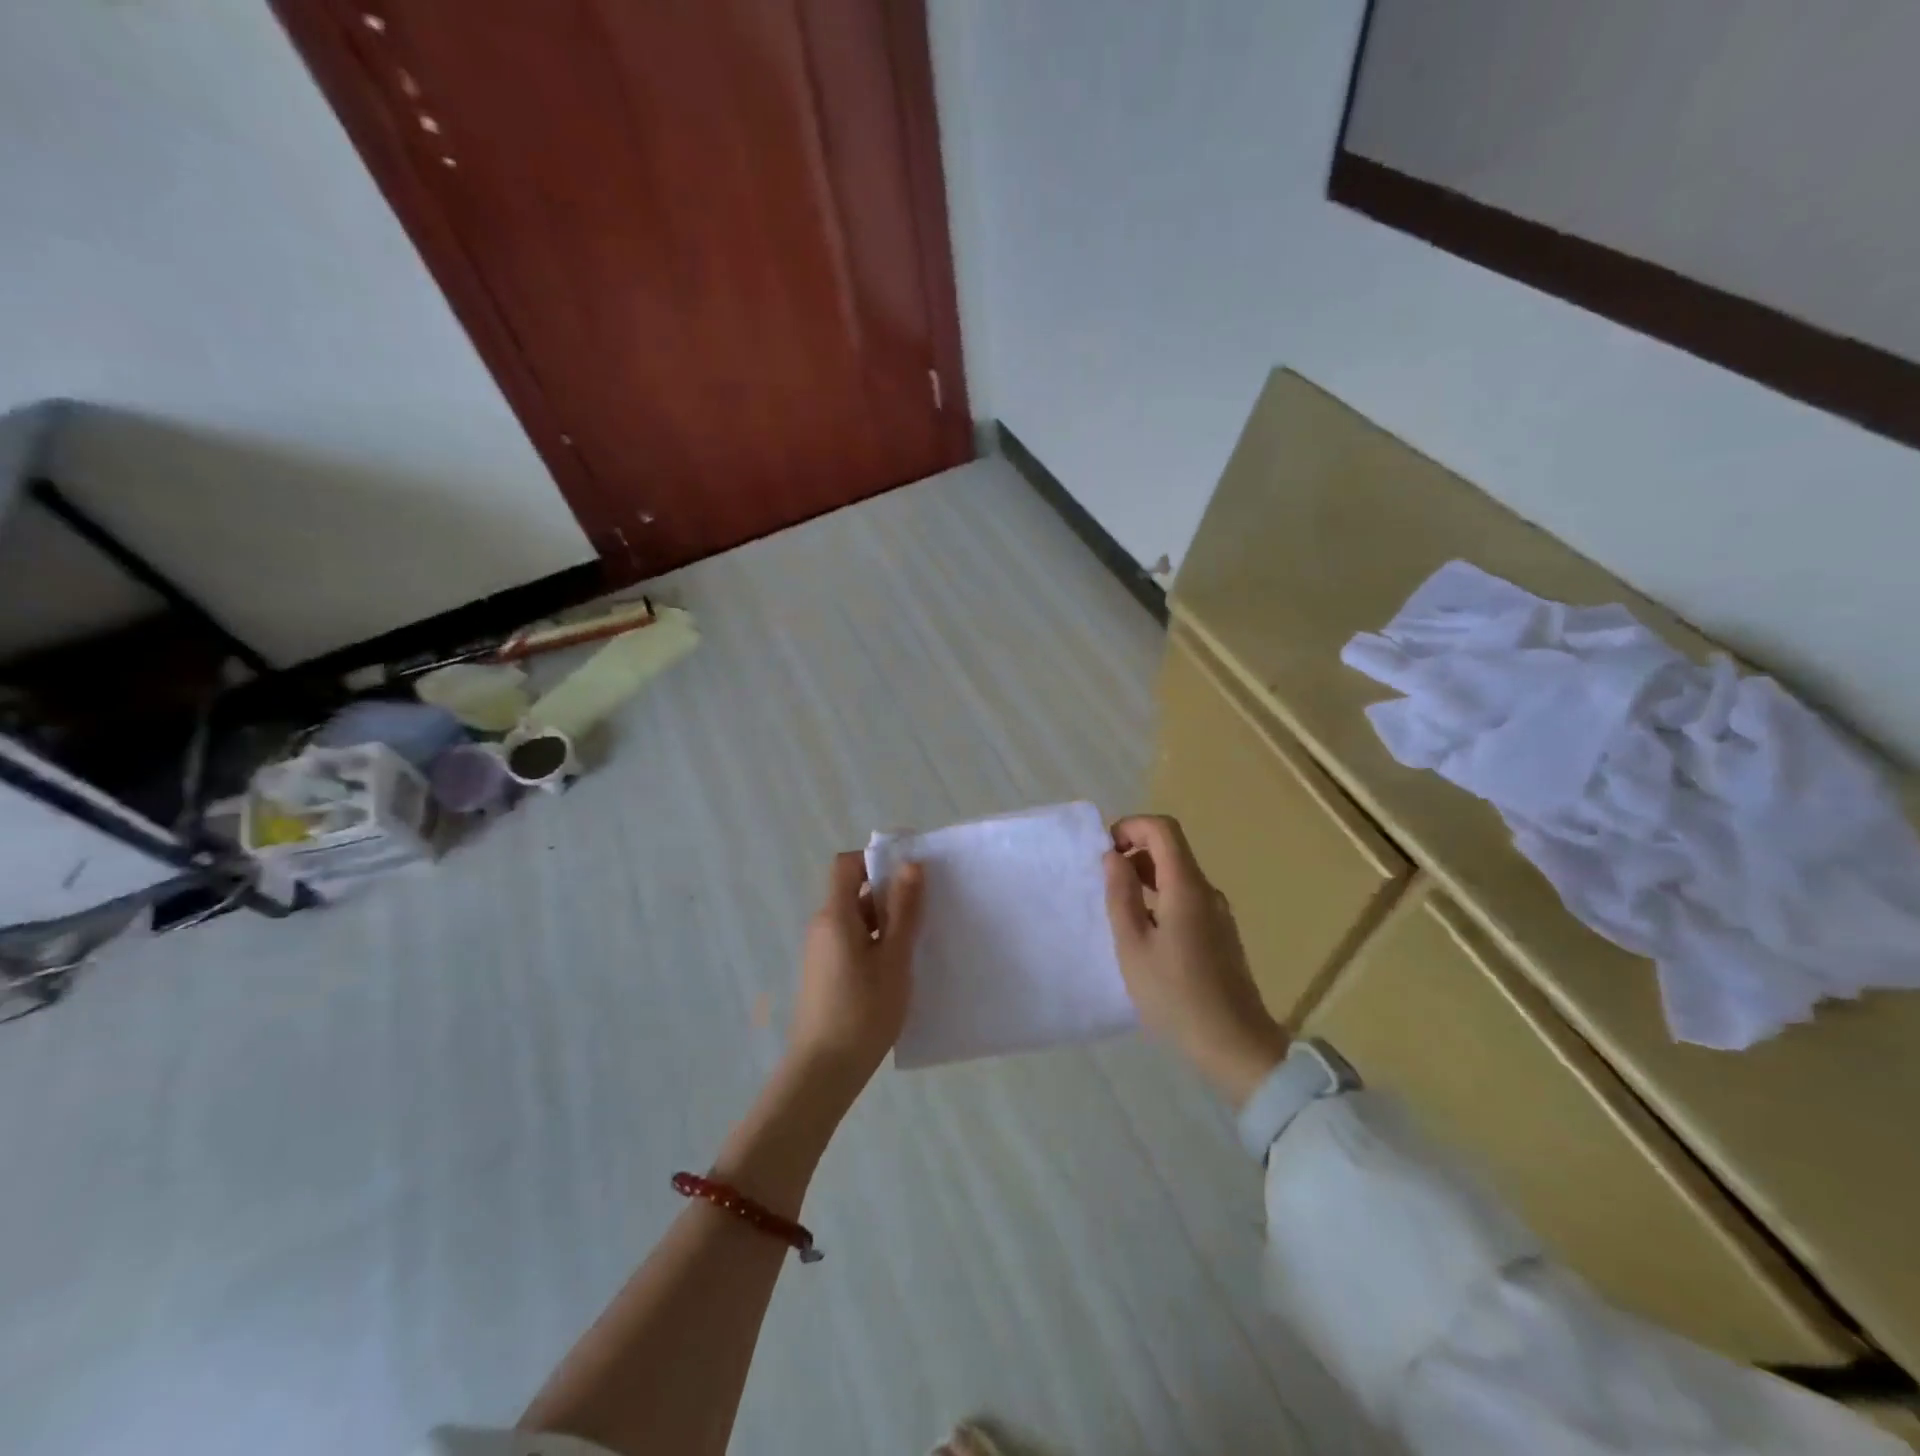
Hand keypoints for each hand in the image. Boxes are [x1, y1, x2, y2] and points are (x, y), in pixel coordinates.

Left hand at [786, 851, 924, 1101]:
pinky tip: (899, 967)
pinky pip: (853, 941)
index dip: (876, 859)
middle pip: (855, 892)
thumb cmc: (863, 1011)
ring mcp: (822, 951)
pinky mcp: (826, 972)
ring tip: (920, 940)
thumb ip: (904, 910)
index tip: (910, 871)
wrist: (824, 1072)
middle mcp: (823, 926)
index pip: (847, 864)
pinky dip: (876, 942)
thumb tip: (910, 864)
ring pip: (858, 919)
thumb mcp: (894, 959)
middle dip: (890, 894)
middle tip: (928, 909)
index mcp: (835, 915)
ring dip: (887, 921)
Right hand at [1103, 815, 1290, 1107]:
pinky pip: (1187, 898)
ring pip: (1179, 874)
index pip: (1163, 829)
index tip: (1105, 851)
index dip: (1131, 827)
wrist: (1235, 1046)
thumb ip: (1121, 896)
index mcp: (1186, 888)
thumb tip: (1113, 857)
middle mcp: (1207, 891)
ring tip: (1119, 908)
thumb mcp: (1133, 946)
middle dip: (1134, 851)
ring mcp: (1219, 913)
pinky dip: (1161, 897)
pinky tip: (1145, 933)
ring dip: (1146, 877)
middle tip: (1104, 882)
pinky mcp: (1221, 934)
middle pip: (1172, 849)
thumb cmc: (1175, 996)